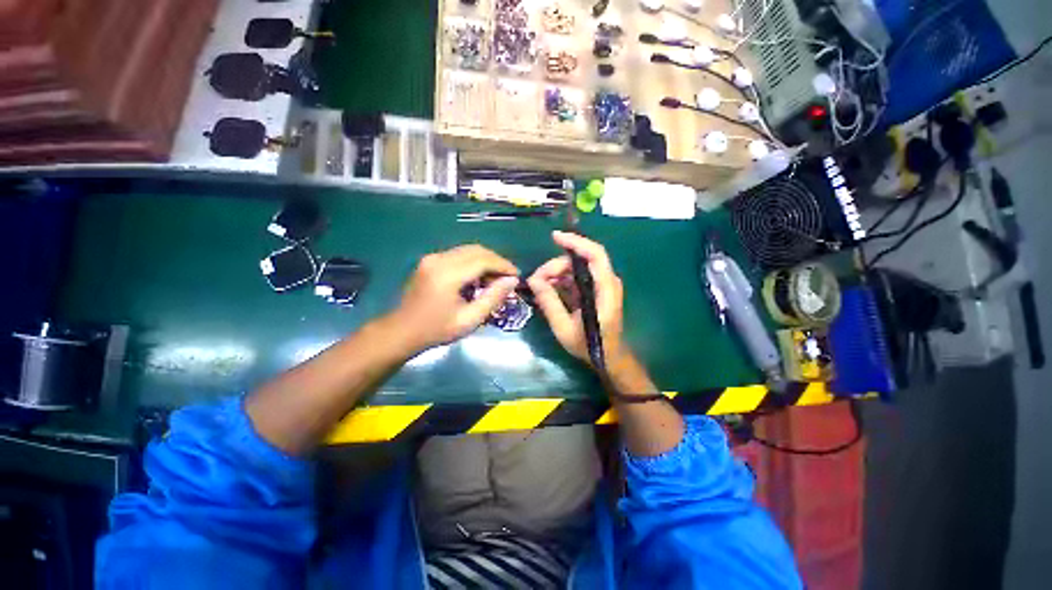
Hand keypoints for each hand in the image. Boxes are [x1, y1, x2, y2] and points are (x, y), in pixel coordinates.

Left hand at [389, 245, 519, 351]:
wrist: (401, 331)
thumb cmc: (437, 330)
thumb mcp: (469, 319)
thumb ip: (493, 298)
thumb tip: (512, 281)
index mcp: (448, 274)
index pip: (483, 260)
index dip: (503, 265)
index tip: (516, 276)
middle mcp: (439, 259)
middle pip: (476, 250)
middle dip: (496, 261)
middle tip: (508, 278)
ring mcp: (432, 258)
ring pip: (468, 250)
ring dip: (485, 261)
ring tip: (495, 279)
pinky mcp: (430, 261)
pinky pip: (458, 255)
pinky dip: (473, 262)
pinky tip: (478, 278)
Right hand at [528, 231, 626, 366]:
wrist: (610, 357)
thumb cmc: (590, 346)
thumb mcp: (564, 328)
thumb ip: (549, 303)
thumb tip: (533, 280)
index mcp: (605, 290)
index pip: (595, 255)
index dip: (576, 242)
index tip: (554, 237)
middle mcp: (607, 282)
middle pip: (580, 261)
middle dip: (555, 266)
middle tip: (536, 281)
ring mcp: (601, 285)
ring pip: (576, 268)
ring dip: (556, 273)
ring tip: (539, 287)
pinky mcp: (595, 290)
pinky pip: (576, 277)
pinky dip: (561, 280)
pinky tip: (547, 290)